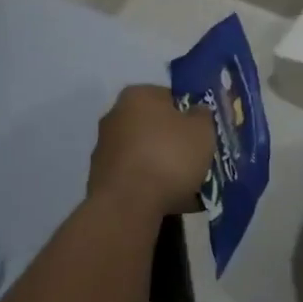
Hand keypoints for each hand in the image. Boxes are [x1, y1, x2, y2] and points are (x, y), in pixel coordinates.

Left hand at [87, 85, 215, 215]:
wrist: (128, 205)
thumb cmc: (169, 156)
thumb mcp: (202, 130)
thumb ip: (202, 115)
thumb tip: (196, 112)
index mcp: (138, 95)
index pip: (170, 97)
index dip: (189, 115)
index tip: (202, 135)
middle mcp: (114, 115)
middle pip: (155, 126)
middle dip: (173, 142)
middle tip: (195, 160)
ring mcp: (104, 148)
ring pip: (145, 153)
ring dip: (161, 165)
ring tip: (185, 187)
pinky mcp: (100, 178)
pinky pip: (134, 177)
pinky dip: (149, 185)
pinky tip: (167, 201)